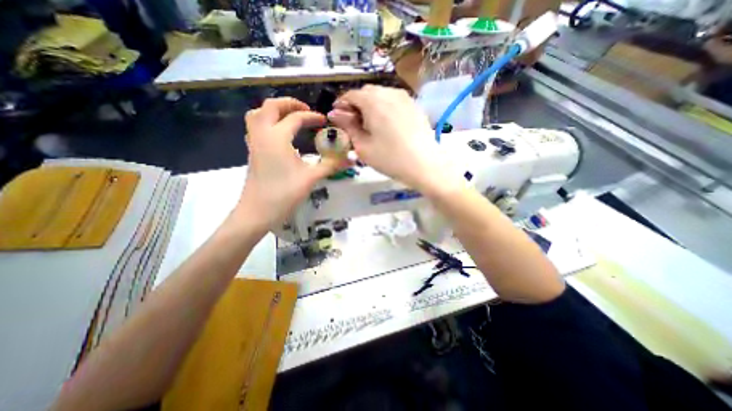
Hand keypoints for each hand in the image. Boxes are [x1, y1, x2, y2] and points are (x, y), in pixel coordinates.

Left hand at [236, 96, 346, 230]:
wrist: (258, 212)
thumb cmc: (284, 194)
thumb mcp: (311, 178)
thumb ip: (331, 165)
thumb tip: (350, 159)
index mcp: (277, 137)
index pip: (296, 118)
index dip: (312, 117)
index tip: (324, 121)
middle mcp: (262, 134)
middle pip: (270, 106)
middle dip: (289, 103)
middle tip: (305, 110)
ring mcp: (254, 143)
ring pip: (258, 114)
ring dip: (274, 111)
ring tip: (291, 118)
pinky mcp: (252, 152)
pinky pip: (256, 127)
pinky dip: (267, 122)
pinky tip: (280, 135)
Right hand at [327, 86, 455, 194]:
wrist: (424, 164)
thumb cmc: (389, 158)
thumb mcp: (363, 146)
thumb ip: (348, 126)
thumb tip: (335, 113)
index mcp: (373, 101)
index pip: (351, 95)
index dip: (342, 105)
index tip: (338, 118)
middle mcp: (389, 92)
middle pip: (366, 92)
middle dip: (357, 105)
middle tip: (355, 124)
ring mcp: (404, 97)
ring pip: (381, 95)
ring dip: (371, 105)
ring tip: (371, 125)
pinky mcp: (414, 105)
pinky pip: (394, 101)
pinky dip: (385, 108)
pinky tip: (387, 124)